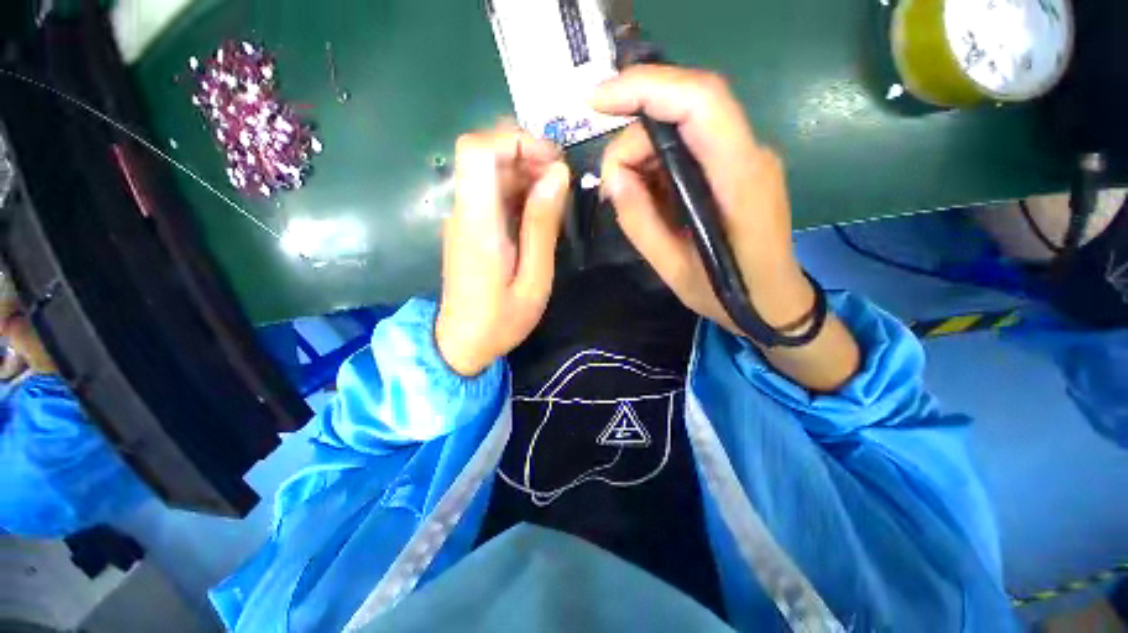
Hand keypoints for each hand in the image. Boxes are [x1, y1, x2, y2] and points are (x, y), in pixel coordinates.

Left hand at [436, 126, 570, 376]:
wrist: (462, 343)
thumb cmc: (501, 320)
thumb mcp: (534, 279)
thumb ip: (542, 226)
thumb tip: (557, 175)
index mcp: (478, 224)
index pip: (477, 150)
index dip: (515, 141)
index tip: (553, 162)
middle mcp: (464, 212)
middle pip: (484, 152)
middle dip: (527, 154)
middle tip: (561, 181)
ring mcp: (463, 218)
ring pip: (489, 170)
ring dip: (525, 172)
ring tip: (555, 198)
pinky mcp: (469, 227)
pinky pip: (491, 192)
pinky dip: (518, 190)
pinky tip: (538, 211)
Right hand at [593, 66, 859, 390]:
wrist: (773, 302)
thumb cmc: (728, 294)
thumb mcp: (673, 269)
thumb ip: (640, 222)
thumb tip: (612, 178)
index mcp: (739, 180)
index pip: (699, 101)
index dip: (645, 87)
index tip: (596, 100)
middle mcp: (749, 154)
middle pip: (684, 110)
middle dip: (634, 139)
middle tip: (611, 185)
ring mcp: (745, 157)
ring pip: (683, 127)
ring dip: (643, 154)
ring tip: (626, 196)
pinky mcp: (735, 167)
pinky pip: (689, 148)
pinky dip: (657, 164)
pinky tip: (647, 195)